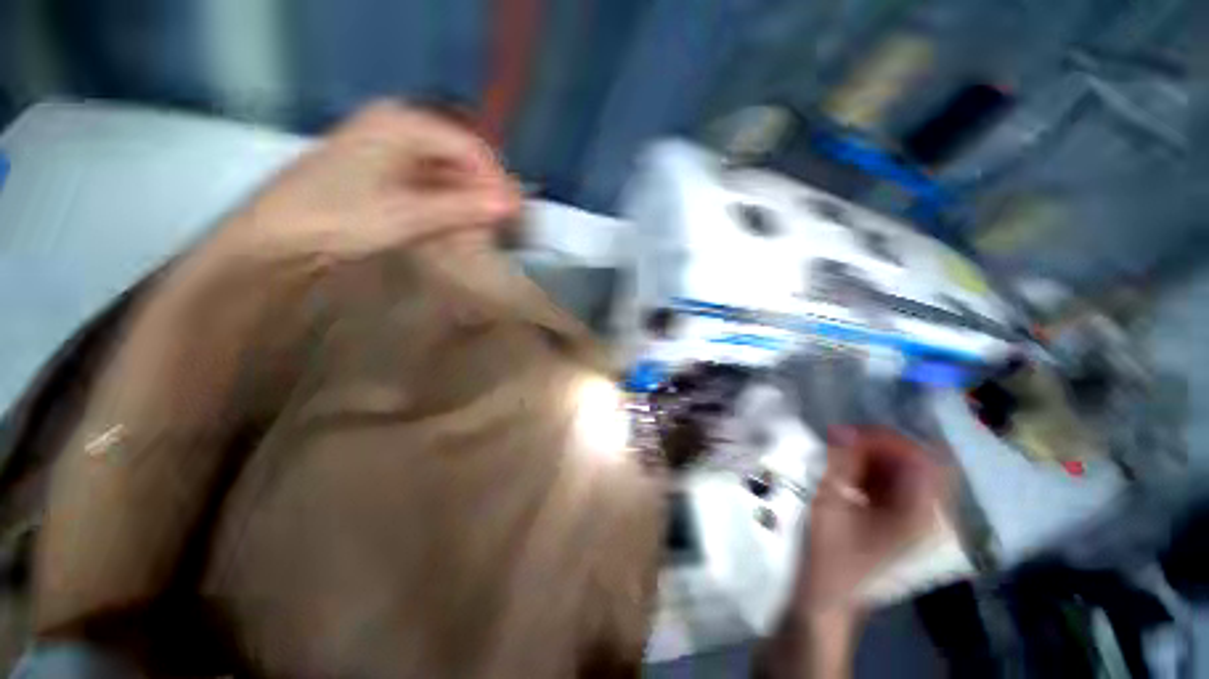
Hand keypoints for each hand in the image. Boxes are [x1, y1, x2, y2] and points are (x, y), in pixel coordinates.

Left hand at [214, 100, 521, 264]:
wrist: (277, 238)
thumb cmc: (338, 218)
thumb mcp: (406, 214)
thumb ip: (462, 208)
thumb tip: (512, 205)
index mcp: (402, 122)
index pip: (469, 146)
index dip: (495, 180)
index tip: (512, 213)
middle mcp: (399, 126)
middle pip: (461, 156)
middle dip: (484, 190)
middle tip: (501, 222)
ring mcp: (392, 148)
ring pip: (448, 170)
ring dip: (469, 199)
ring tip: (485, 226)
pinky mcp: (387, 171)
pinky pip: (433, 182)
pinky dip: (450, 203)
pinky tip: (459, 222)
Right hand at [798, 428, 947, 615]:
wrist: (827, 597)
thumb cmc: (829, 555)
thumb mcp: (830, 505)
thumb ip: (840, 465)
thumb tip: (843, 428)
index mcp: (918, 514)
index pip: (919, 458)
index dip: (886, 439)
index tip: (847, 433)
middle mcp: (924, 513)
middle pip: (913, 461)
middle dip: (876, 444)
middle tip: (839, 439)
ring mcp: (911, 517)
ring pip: (900, 469)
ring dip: (869, 455)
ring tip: (837, 452)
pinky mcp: (896, 519)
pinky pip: (889, 481)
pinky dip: (867, 469)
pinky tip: (842, 470)